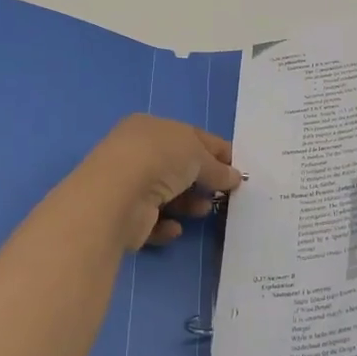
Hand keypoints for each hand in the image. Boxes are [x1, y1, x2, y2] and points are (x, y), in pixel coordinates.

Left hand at [73, 114, 243, 250]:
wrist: (118, 195)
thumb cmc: (160, 159)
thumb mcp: (198, 154)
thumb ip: (217, 168)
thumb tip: (234, 177)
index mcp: (150, 128)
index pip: (190, 136)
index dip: (216, 150)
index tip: (238, 167)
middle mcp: (136, 153)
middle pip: (177, 167)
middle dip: (203, 180)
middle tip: (225, 193)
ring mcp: (128, 184)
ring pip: (166, 195)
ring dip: (188, 203)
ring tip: (203, 210)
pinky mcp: (124, 216)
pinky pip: (151, 221)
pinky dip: (166, 225)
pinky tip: (175, 227)